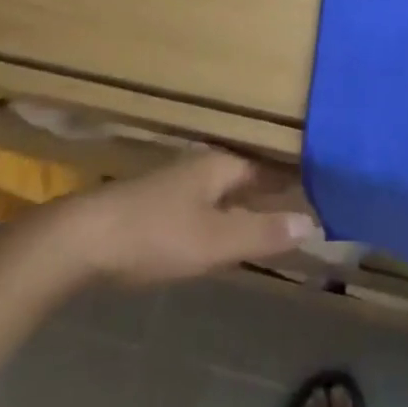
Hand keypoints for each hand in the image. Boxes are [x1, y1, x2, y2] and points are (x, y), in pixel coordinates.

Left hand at [54, 151, 321, 286]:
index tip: (326, 183)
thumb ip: (263, 233)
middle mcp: (202, 165)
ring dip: (249, 199)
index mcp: (221, 165)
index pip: (270, 165)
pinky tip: (226, 227)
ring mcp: (176, 182)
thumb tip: (314, 222)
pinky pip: (205, 201)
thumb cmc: (155, 235)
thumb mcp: (215, 241)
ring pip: (225, 187)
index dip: (296, 175)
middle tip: (309, 199)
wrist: (81, 240)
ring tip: (276, 214)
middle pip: (248, 173)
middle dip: (274, 186)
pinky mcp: (157, 203)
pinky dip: (226, 211)